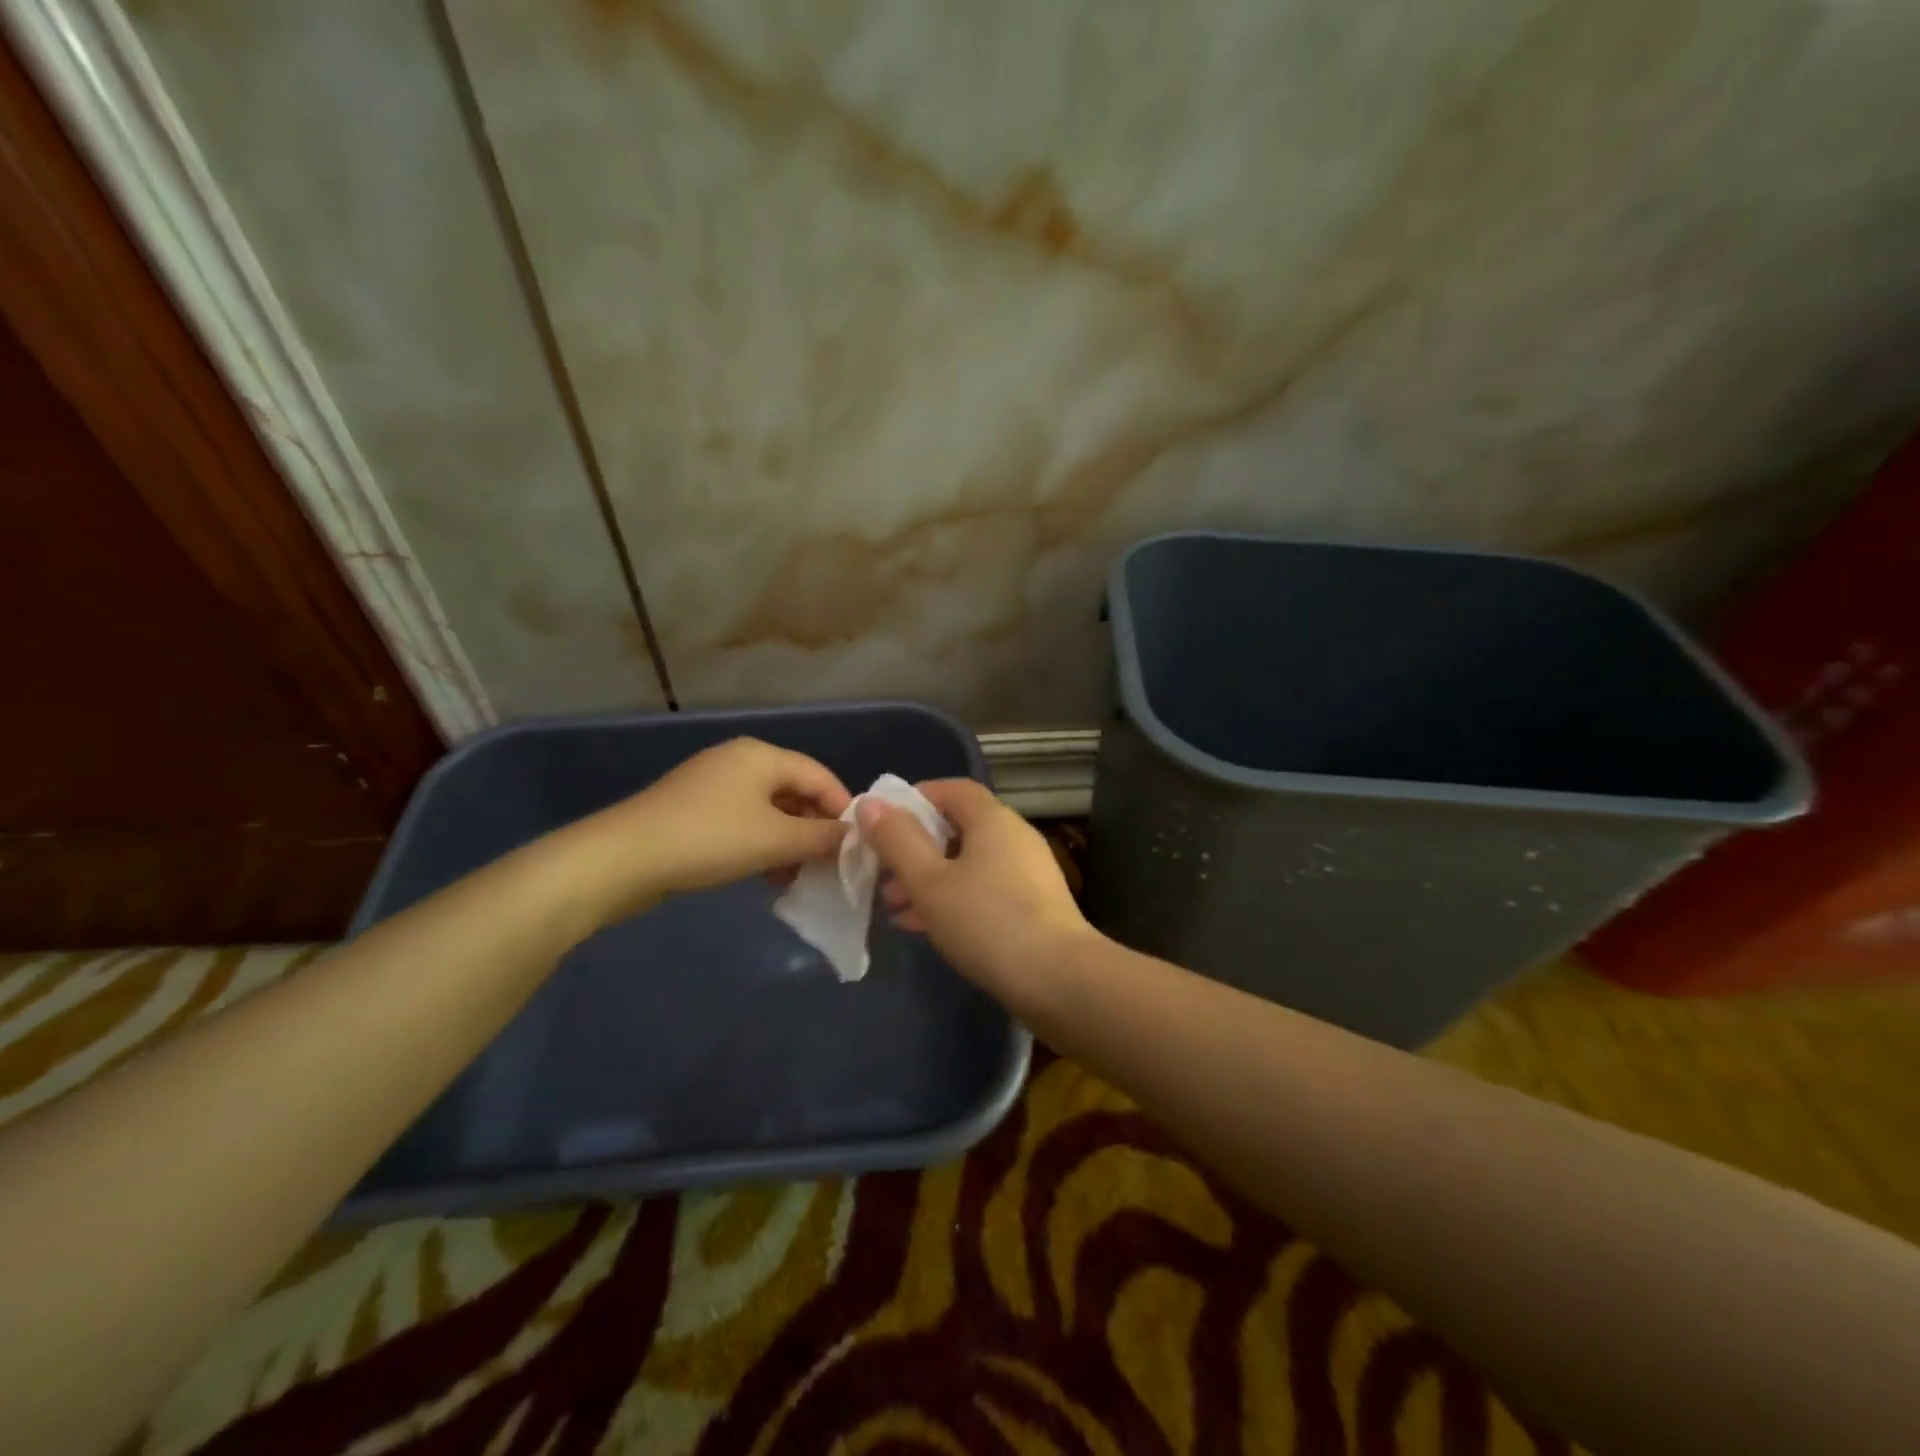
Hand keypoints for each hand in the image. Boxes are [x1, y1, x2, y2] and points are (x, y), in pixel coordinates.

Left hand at [567, 738, 851, 921]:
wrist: (620, 861)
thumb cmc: (708, 840)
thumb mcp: (775, 840)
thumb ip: (821, 838)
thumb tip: (855, 838)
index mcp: (762, 756)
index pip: (820, 776)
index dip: (843, 810)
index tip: (859, 847)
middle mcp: (740, 762)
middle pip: (795, 792)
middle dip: (815, 830)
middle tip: (830, 867)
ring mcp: (714, 786)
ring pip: (770, 812)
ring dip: (790, 843)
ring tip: (798, 877)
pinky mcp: (695, 812)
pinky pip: (745, 824)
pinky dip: (762, 846)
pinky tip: (767, 876)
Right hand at [860, 779, 1097, 1010]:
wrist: (1059, 980)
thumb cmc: (986, 921)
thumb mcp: (929, 881)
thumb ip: (897, 841)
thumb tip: (872, 803)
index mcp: (993, 819)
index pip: (952, 789)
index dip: (914, 800)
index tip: (882, 825)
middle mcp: (1014, 837)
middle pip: (957, 828)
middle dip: (915, 850)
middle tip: (883, 878)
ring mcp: (1028, 872)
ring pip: (968, 864)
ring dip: (930, 880)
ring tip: (896, 909)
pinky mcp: (1034, 906)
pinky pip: (984, 890)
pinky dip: (954, 899)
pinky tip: (927, 928)